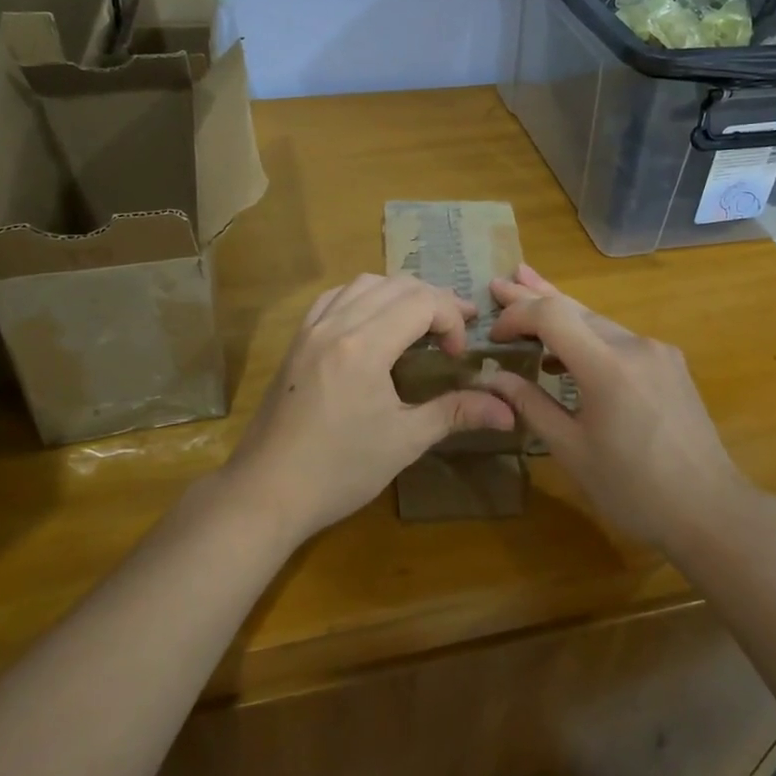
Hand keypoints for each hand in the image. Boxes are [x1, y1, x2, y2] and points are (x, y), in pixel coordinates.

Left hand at [225, 274, 516, 540]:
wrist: (265, 491)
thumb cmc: (339, 470)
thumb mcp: (404, 442)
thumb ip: (456, 412)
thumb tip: (510, 410)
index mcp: (364, 345)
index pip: (421, 302)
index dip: (451, 319)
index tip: (458, 356)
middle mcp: (335, 324)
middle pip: (395, 285)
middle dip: (433, 300)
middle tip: (455, 331)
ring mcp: (311, 330)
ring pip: (362, 284)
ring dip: (398, 293)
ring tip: (419, 323)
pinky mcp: (296, 342)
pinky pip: (334, 298)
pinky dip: (363, 298)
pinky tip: (372, 324)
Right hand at [482, 264, 752, 548]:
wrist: (711, 510)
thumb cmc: (633, 489)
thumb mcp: (571, 451)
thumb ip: (531, 405)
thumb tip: (493, 377)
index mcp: (607, 367)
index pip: (551, 315)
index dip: (516, 315)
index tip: (493, 336)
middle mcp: (634, 346)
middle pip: (575, 308)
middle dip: (532, 297)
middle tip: (498, 284)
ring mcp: (657, 351)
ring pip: (597, 320)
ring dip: (560, 313)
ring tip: (525, 294)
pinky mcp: (670, 364)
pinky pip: (619, 338)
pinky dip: (587, 335)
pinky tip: (568, 347)